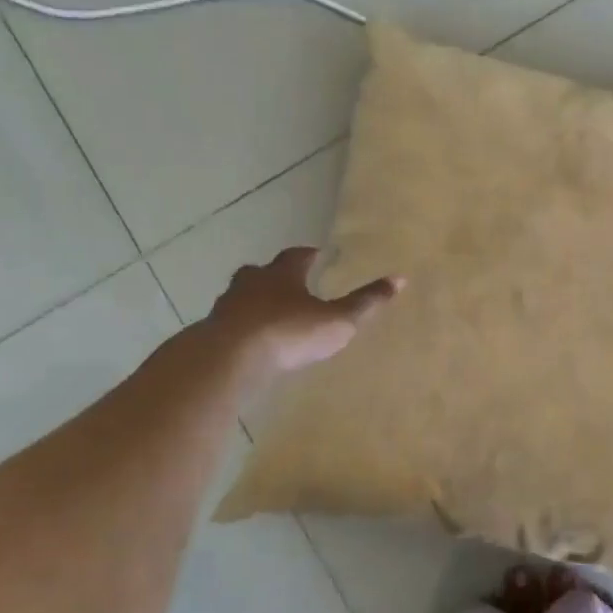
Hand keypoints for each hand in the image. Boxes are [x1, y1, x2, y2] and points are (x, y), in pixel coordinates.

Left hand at [204, 246, 401, 387]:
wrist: (230, 358)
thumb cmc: (289, 332)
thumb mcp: (337, 320)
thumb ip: (366, 303)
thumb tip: (400, 279)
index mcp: (282, 274)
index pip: (296, 256)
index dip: (308, 255)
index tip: (316, 255)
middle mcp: (251, 283)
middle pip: (261, 272)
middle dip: (275, 276)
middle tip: (287, 283)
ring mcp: (227, 307)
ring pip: (241, 297)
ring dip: (254, 302)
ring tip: (268, 314)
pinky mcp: (212, 333)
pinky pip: (229, 325)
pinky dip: (240, 328)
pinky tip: (249, 342)